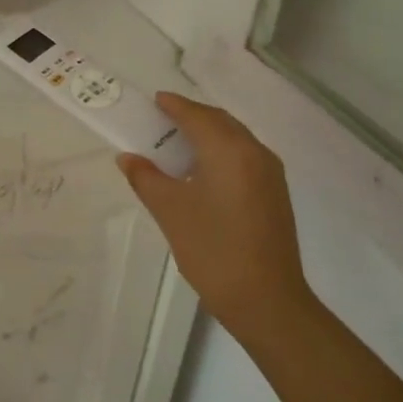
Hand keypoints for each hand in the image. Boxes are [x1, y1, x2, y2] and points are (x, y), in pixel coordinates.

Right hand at [117, 93, 310, 331]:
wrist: (267, 300)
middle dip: (191, 116)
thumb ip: (146, 178)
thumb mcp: (170, 211)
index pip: (198, 116)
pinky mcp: (274, 194)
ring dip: (207, 135)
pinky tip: (201, 172)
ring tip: (177, 145)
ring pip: (235, 139)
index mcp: (230, 151)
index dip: (174, 105)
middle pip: (220, 122)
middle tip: (161, 121)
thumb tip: (128, 157)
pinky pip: (244, 157)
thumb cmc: (213, 250)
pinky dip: (221, 152)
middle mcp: (255, 153)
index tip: (154, 100)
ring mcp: (270, 174)